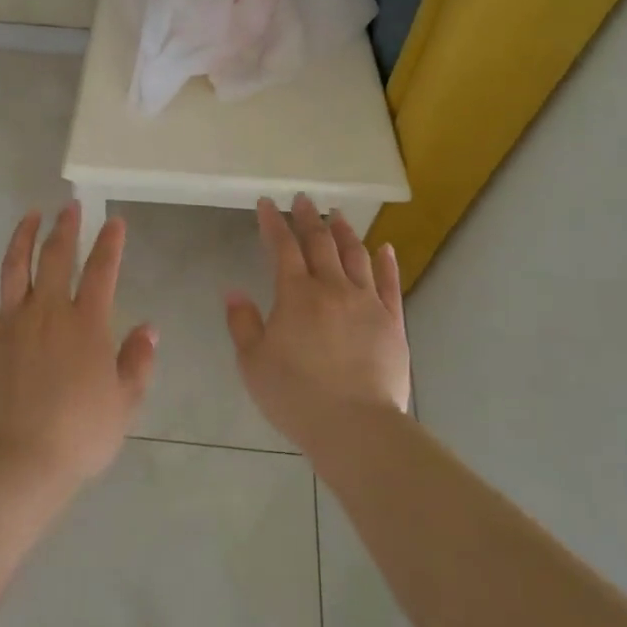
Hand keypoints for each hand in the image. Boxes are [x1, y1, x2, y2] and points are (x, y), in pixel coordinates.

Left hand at [0, 204, 157, 487]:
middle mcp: (48, 312)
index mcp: (86, 323)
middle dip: (65, 227)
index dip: (109, 243)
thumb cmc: (81, 433)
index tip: (114, 221)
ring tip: (29, 216)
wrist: (21, 459)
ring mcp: (11, 323)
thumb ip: (137, 361)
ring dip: (22, 237)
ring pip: (14, 268)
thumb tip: (149, 328)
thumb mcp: (125, 401)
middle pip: (55, 257)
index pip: (102, 271)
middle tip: (69, 206)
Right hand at [225, 195, 410, 453]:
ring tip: (339, 215)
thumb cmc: (296, 396)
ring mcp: (367, 302)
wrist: (355, 427)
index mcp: (296, 294)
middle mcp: (332, 288)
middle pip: (320, 243)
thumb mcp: (252, 363)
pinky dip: (387, 262)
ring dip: (345, 232)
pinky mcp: (392, 322)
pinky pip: (390, 284)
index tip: (267, 203)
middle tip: (304, 199)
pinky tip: (385, 248)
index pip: (282, 247)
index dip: (273, 222)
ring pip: (356, 256)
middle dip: (309, 218)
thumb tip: (233, 290)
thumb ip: (242, 323)